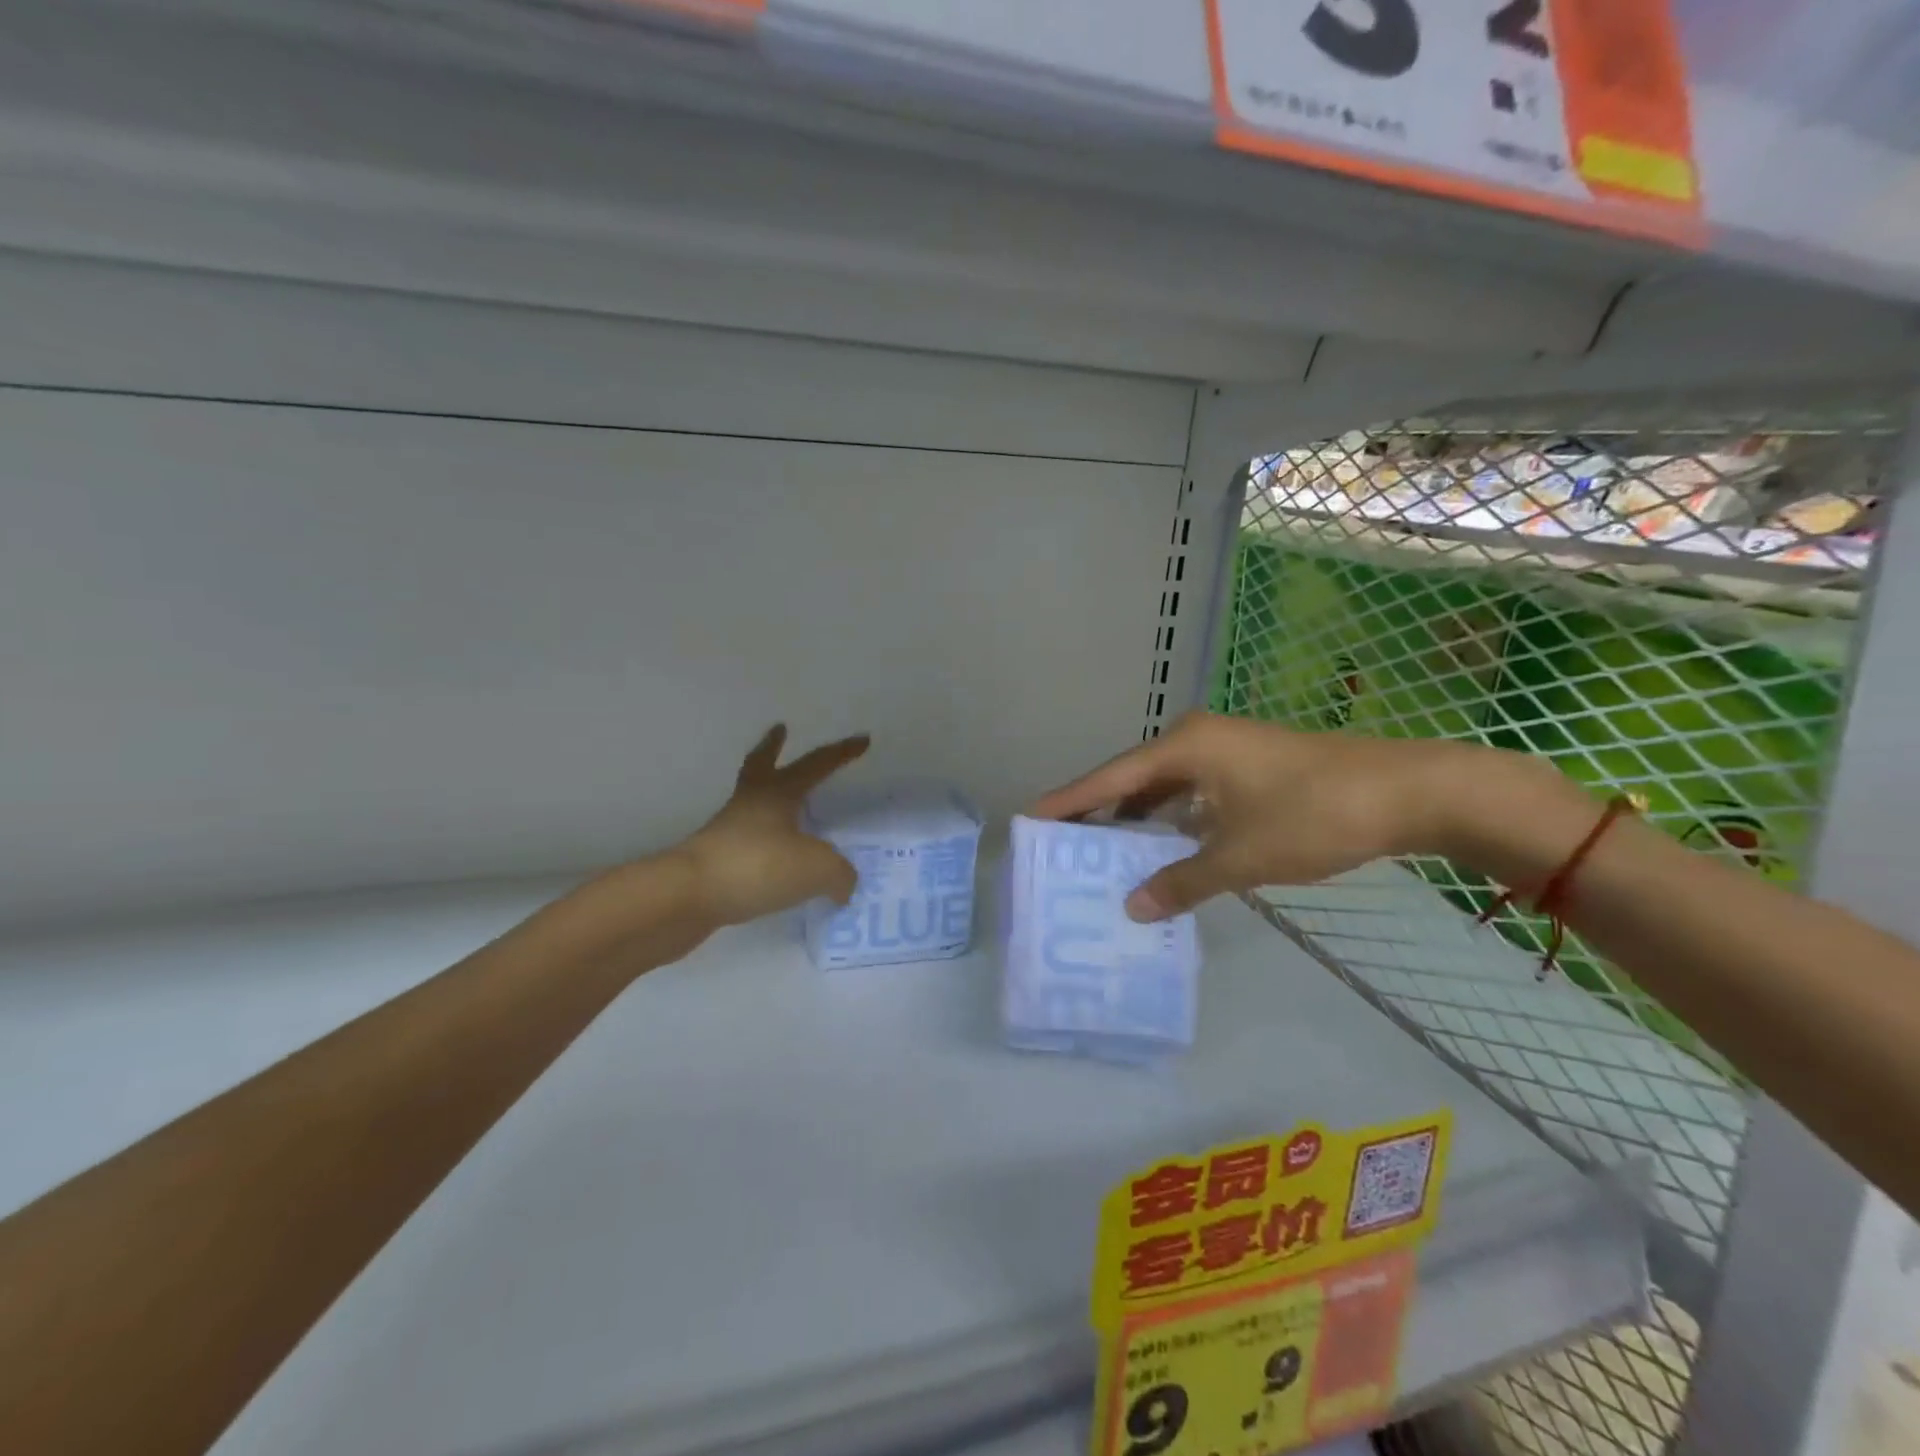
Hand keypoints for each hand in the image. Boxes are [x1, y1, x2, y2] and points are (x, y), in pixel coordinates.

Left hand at [675, 724, 870, 926]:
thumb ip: (840, 874)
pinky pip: (747, 845)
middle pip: (761, 766)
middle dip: (773, 748)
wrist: (689, 895)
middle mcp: (750, 804)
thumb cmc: (758, 866)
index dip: (841, 753)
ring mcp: (727, 831)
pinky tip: (777, 862)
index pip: (817, 764)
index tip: (862, 739)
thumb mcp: (817, 869)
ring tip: (785, 806)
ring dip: (767, 798)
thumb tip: (842, 884)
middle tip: (780, 730)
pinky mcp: (714, 862)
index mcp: (778, 793)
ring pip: (751, 804)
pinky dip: (765, 845)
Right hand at [1031, 712, 1469, 920]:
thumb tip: (1132, 907)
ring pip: (1164, 787)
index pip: (1110, 778)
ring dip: (1139, 819)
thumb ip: (1182, 881)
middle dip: (1100, 813)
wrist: (1409, 792)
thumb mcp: (1241, 856)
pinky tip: (1166, 850)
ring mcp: (1227, 751)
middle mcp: (1198, 739)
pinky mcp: (1250, 767)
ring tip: (1105, 854)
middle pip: (1132, 779)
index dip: (1069, 801)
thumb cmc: (1314, 815)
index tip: (1030, 817)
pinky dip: (1173, 821)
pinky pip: (1193, 794)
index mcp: (1186, 747)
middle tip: (1063, 844)